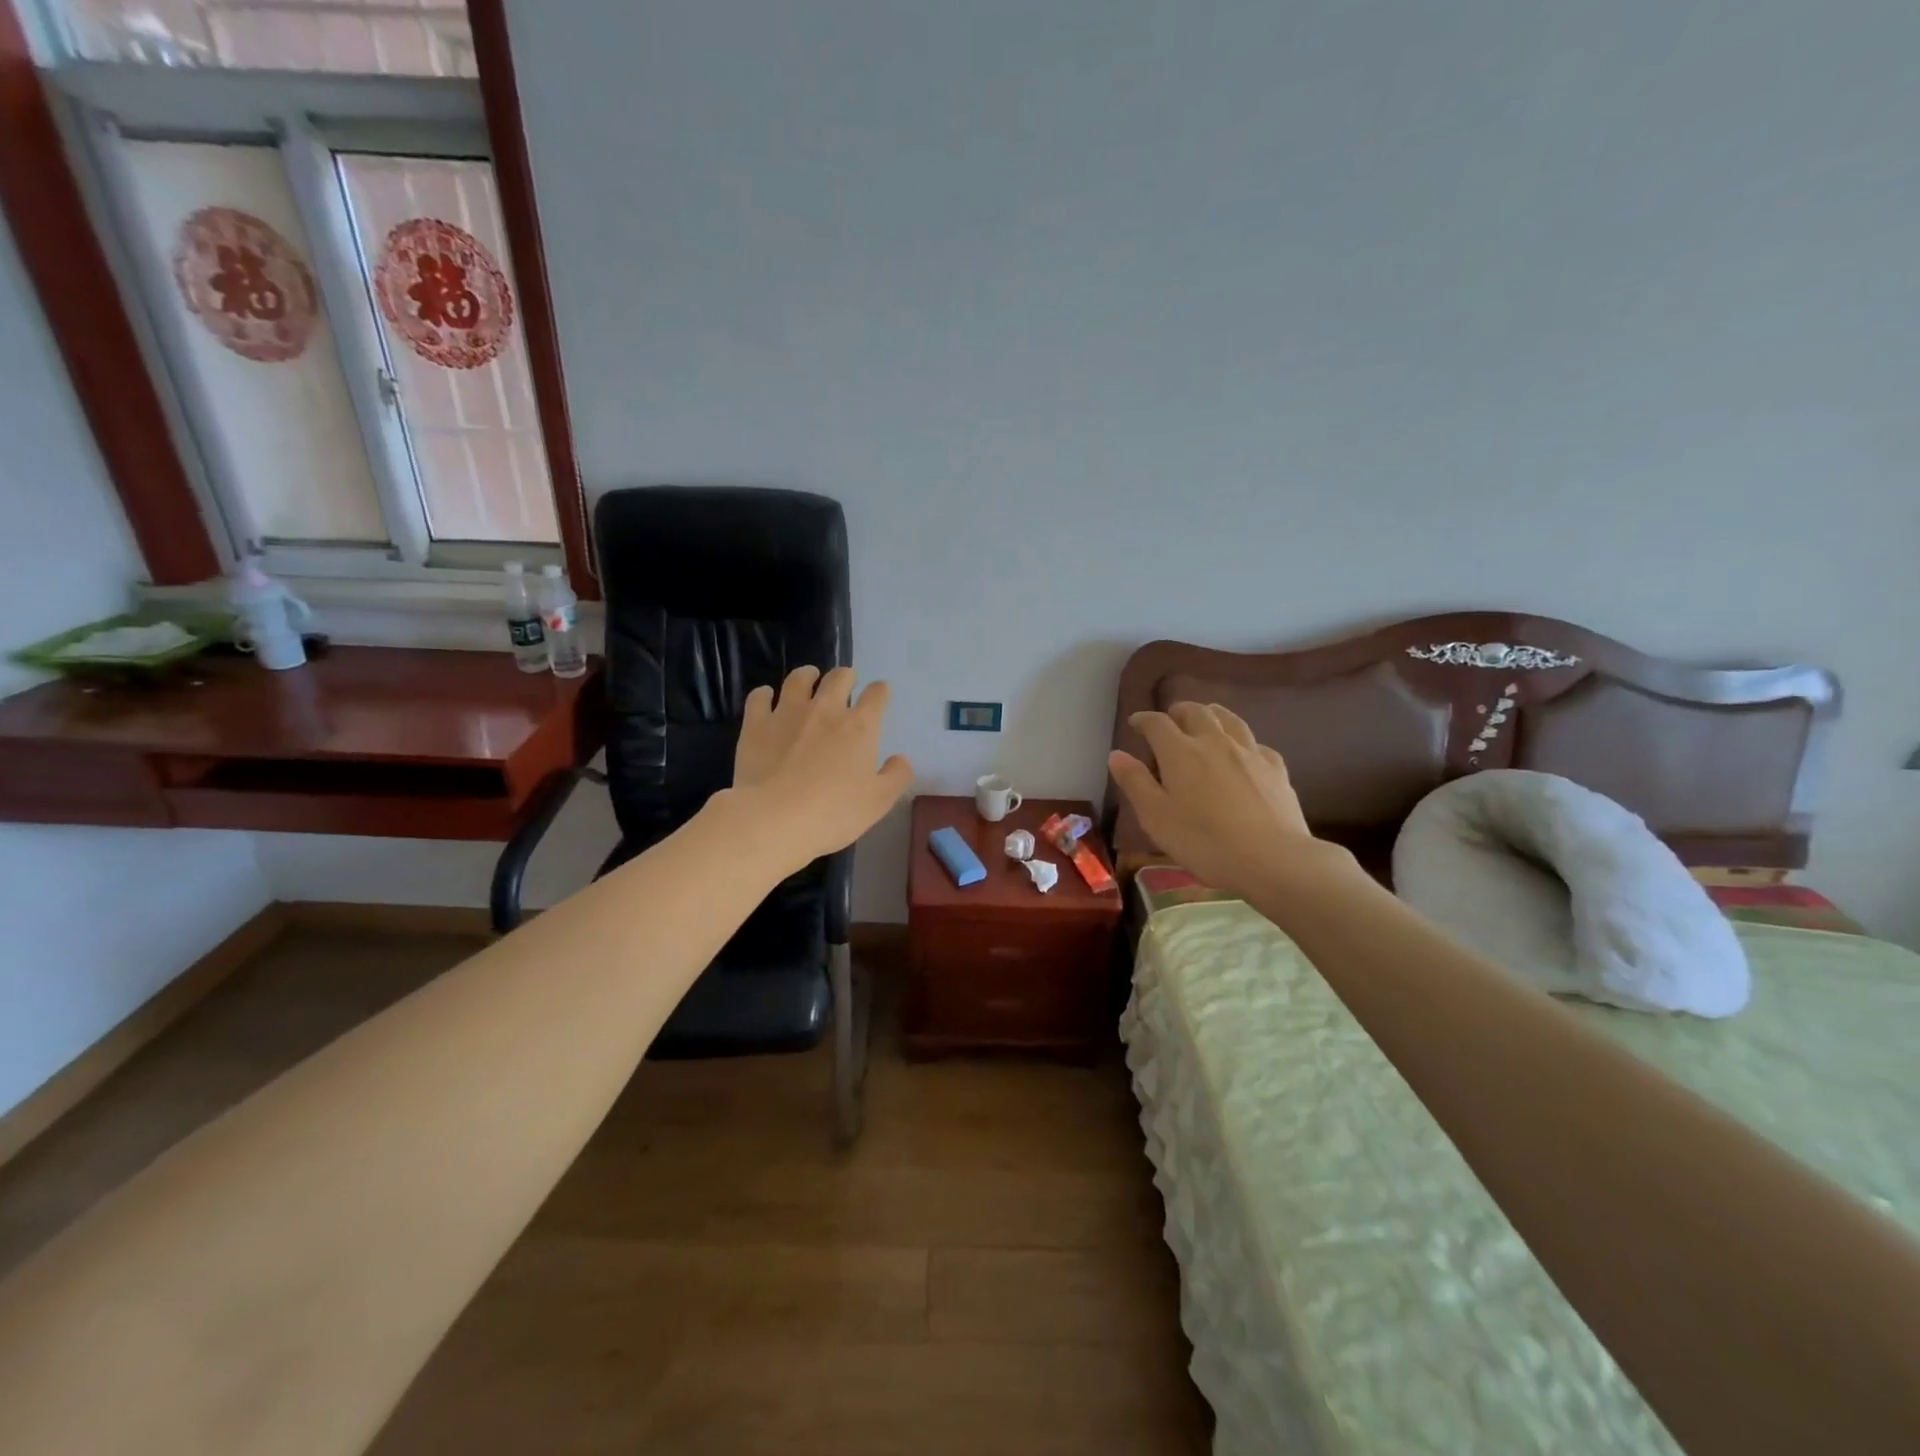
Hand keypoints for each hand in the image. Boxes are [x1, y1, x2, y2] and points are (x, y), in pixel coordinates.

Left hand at [732, 665, 913, 870]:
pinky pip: (759, 697)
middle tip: (845, 684)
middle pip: (839, 678)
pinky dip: (765, 694)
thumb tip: (901, 759)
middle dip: (846, 677)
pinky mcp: (756, 724)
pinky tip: (766, 699)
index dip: (881, 691)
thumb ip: (896, 776)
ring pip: (798, 679)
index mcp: (860, 726)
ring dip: (807, 676)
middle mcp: (825, 709)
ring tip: (809, 679)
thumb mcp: (878, 802)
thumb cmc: (834, 812)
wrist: (774, 818)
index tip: (880, 694)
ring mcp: (788, 713)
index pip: (877, 695)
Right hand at [1108, 702, 1341, 899]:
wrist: (1272, 858)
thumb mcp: (1155, 817)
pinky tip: (1243, 752)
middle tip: (1171, 719)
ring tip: (1205, 719)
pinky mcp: (1275, 768)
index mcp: (1180, 752)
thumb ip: (1135, 783)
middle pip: (1196, 712)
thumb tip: (1117, 754)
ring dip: (1212, 714)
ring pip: (1229, 719)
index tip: (1135, 723)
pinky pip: (1255, 743)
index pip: (1157, 724)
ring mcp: (1249, 752)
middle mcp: (1214, 742)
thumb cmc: (1204, 841)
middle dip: (1179, 711)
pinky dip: (1242, 741)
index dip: (1144, 720)